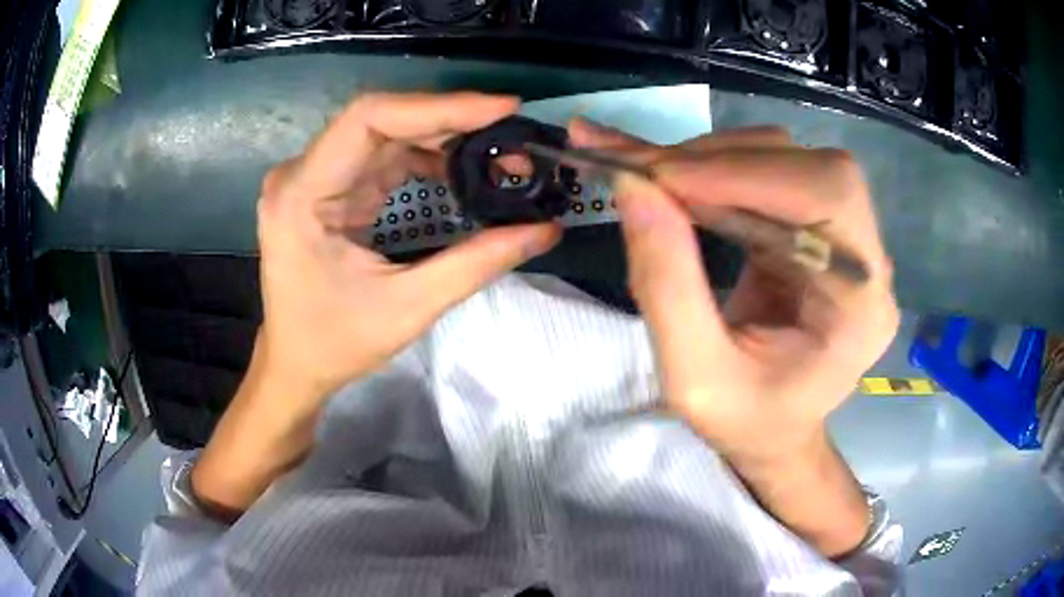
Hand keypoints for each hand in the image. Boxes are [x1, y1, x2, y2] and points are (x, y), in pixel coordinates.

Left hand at [192, 93, 559, 520]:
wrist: (295, 363)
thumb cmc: (335, 343)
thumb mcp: (408, 308)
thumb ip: (477, 263)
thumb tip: (546, 229)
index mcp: (302, 195)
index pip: (369, 119)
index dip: (439, 106)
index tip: (502, 109)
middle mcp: (302, 172)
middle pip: (383, 120)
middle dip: (452, 122)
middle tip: (512, 137)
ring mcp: (314, 176)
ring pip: (388, 133)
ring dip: (445, 139)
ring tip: (499, 156)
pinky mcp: (330, 186)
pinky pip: (383, 155)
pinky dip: (427, 157)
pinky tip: (463, 170)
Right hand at [569, 120, 898, 555]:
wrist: (775, 431)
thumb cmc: (745, 421)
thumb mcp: (694, 378)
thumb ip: (666, 286)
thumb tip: (633, 185)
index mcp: (862, 305)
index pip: (826, 196)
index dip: (745, 172)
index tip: (658, 176)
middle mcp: (866, 259)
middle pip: (807, 165)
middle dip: (719, 160)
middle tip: (643, 172)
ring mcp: (845, 237)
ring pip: (786, 158)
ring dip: (713, 159)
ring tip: (652, 178)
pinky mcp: (815, 227)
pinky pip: (771, 174)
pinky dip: (717, 169)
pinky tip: (678, 181)